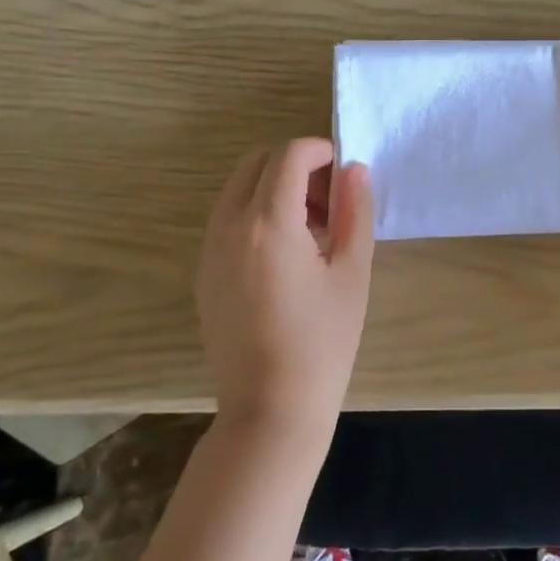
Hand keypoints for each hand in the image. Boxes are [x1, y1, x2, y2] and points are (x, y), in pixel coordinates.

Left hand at [195, 138, 374, 437]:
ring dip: (276, 188)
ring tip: (313, 230)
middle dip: (297, 166)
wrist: (270, 410)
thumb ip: (355, 211)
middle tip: (331, 201)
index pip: (290, 154)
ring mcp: (209, 249)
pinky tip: (287, 255)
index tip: (345, 175)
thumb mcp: (352, 273)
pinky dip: (257, 213)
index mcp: (268, 223)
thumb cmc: (323, 342)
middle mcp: (229, 226)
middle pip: (258, 162)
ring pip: (239, 188)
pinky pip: (228, 219)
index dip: (322, 151)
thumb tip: (354, 170)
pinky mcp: (204, 272)